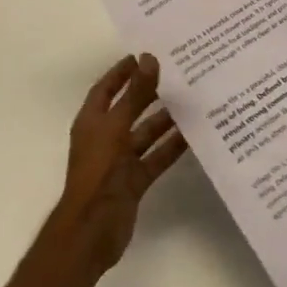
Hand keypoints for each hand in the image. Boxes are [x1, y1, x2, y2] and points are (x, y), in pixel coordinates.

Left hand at [49, 54, 187, 276]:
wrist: (92, 230)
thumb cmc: (98, 172)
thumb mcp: (116, 127)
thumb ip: (135, 94)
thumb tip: (149, 58)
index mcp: (92, 121)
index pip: (107, 88)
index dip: (122, 72)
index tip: (143, 56)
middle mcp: (106, 137)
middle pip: (129, 108)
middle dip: (149, 93)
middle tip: (177, 74)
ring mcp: (120, 160)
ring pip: (146, 133)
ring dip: (165, 120)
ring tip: (191, 101)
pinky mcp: (134, 181)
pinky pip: (156, 157)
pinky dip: (171, 147)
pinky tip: (193, 135)